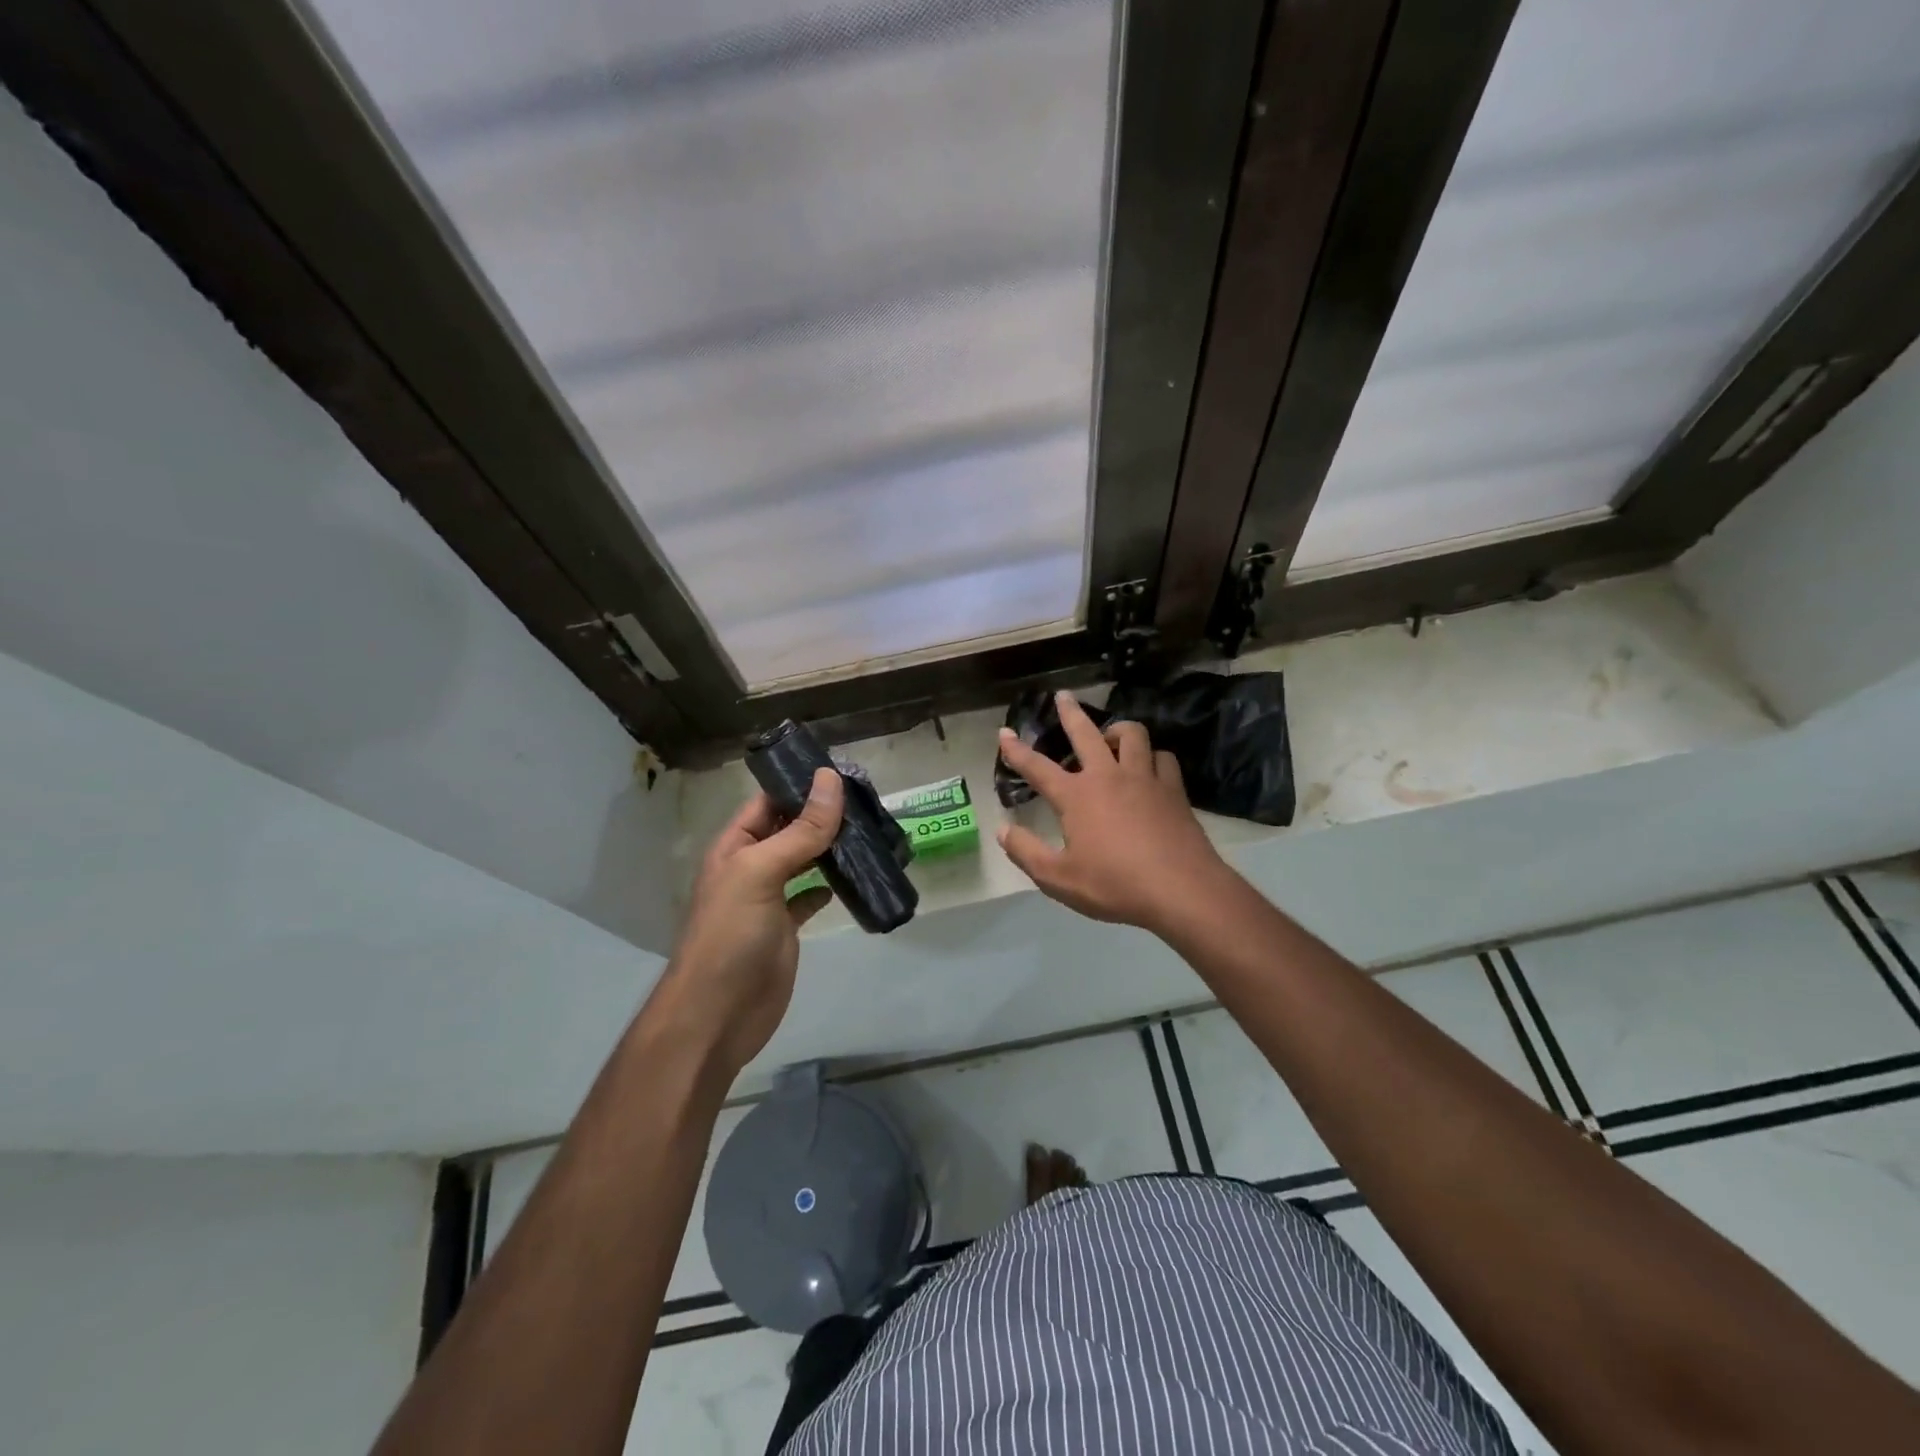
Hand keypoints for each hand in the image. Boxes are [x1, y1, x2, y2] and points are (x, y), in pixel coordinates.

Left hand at [651, 767, 842, 1077]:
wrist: (717, 1015)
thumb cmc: (731, 935)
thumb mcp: (761, 872)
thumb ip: (799, 830)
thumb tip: (830, 779)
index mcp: (734, 847)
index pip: (768, 802)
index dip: (800, 785)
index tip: (844, 773)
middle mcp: (749, 867)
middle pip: (788, 829)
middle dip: (821, 815)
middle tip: (868, 801)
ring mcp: (767, 900)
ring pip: (802, 861)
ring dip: (830, 848)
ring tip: (869, 832)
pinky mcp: (785, 929)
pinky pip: (809, 897)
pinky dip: (828, 887)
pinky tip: (851, 880)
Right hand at [997, 690, 1235, 935]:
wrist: (1181, 889)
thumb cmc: (1114, 885)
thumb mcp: (1059, 878)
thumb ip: (1026, 852)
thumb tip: (1002, 828)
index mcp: (1076, 796)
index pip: (1038, 767)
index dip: (1017, 750)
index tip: (1004, 732)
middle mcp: (1108, 776)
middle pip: (1086, 733)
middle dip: (1070, 712)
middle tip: (1063, 696)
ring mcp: (1145, 779)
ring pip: (1132, 735)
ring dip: (1117, 730)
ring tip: (1110, 736)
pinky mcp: (1173, 789)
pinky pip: (1162, 757)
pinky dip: (1152, 756)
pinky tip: (1150, 766)